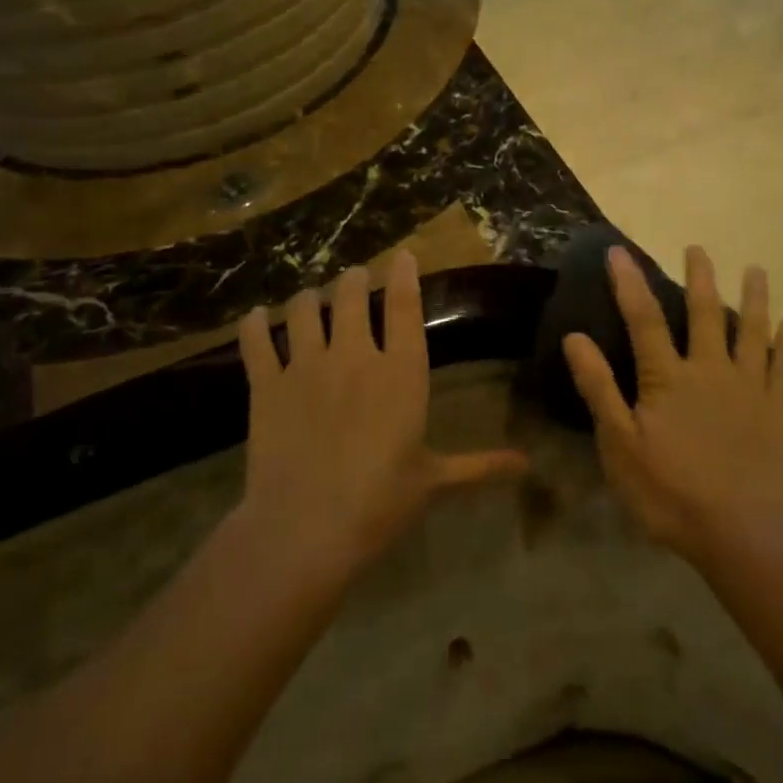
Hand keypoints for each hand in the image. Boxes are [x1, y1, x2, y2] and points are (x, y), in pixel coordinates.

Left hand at [238, 251, 529, 574]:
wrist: (305, 527)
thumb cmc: (380, 502)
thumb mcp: (434, 480)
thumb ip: (480, 465)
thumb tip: (528, 465)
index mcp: (400, 372)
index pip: (405, 307)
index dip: (404, 275)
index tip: (402, 255)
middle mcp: (354, 355)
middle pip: (350, 296)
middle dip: (354, 279)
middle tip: (355, 277)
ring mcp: (306, 366)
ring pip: (304, 310)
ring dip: (309, 297)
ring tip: (311, 297)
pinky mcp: (266, 385)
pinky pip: (257, 342)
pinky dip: (255, 325)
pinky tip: (256, 317)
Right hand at [563, 246, 782, 563]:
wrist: (743, 532)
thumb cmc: (671, 492)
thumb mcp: (620, 446)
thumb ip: (600, 389)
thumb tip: (576, 338)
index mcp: (668, 378)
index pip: (643, 318)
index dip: (629, 282)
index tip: (619, 251)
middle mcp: (710, 370)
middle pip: (704, 313)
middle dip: (700, 278)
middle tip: (698, 249)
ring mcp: (748, 387)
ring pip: (751, 331)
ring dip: (753, 298)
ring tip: (756, 270)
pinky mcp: (777, 409)